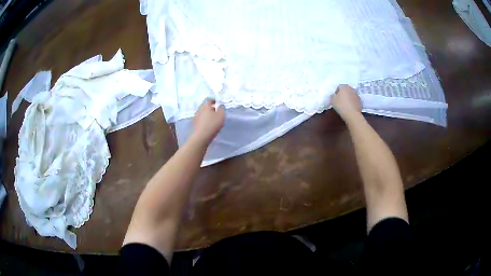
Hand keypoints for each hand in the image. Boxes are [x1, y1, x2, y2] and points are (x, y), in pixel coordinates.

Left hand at [192, 99, 224, 145]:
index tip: (218, 103)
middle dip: (211, 107)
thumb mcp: (221, 115)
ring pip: (203, 112)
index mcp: (205, 105)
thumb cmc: (213, 124)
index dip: (214, 100)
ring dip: (208, 113)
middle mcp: (199, 109)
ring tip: (213, 118)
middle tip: (217, 111)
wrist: (202, 136)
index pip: (209, 99)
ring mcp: (196, 116)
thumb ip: (222, 108)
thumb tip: (220, 105)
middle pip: (205, 106)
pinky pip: (201, 118)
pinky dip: (205, 119)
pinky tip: (209, 124)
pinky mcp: (195, 123)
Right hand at [330, 85, 362, 121]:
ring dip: (348, 97)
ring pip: (351, 94)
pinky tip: (350, 107)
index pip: (339, 87)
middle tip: (340, 100)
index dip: (336, 92)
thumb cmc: (341, 105)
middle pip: (346, 90)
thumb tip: (333, 95)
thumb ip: (332, 96)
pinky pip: (355, 100)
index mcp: (344, 87)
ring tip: (346, 104)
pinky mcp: (360, 101)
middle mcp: (351, 89)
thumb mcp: (332, 100)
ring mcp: (357, 95)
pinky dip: (353, 102)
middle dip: (343, 94)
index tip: (335, 98)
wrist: (352, 114)